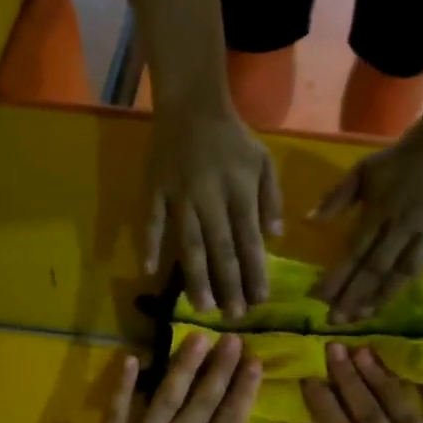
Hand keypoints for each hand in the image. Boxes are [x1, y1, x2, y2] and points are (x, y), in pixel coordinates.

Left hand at [72, 336, 264, 422]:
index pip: (230, 419)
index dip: (243, 389)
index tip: (253, 360)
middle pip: (201, 401)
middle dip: (219, 368)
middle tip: (232, 337)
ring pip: (164, 397)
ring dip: (182, 366)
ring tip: (196, 338)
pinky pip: (116, 414)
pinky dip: (123, 387)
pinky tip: (130, 361)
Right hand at [144, 101, 282, 317]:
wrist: (192, 106)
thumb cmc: (233, 138)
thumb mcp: (264, 161)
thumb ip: (271, 199)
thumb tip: (273, 238)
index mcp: (240, 191)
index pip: (249, 240)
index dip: (255, 272)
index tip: (259, 301)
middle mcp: (210, 198)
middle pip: (220, 248)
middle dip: (228, 285)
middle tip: (233, 316)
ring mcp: (179, 196)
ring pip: (188, 243)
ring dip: (195, 277)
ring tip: (201, 307)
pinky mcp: (155, 191)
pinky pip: (150, 222)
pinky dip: (149, 246)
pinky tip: (150, 273)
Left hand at [311, 120, 422, 322]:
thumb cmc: (406, 155)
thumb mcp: (365, 169)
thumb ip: (337, 197)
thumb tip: (307, 222)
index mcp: (379, 210)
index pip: (353, 251)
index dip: (336, 278)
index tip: (318, 301)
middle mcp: (405, 225)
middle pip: (376, 268)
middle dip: (354, 297)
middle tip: (337, 322)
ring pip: (407, 271)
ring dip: (385, 296)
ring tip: (367, 318)